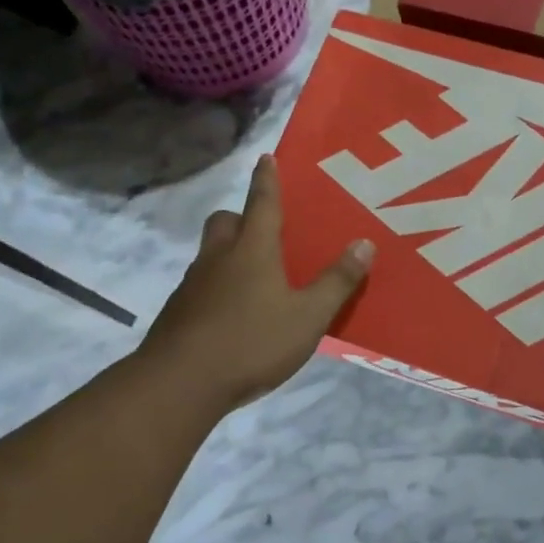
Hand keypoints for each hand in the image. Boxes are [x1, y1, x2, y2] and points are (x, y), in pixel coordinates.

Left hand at [140, 155, 373, 409]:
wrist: (178, 384)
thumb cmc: (251, 342)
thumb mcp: (308, 316)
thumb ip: (337, 281)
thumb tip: (364, 243)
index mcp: (253, 250)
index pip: (262, 203)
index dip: (267, 180)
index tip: (265, 157)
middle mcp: (219, 258)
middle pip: (225, 221)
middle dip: (242, 216)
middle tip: (262, 229)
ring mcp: (193, 285)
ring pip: (210, 253)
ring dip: (229, 253)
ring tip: (254, 276)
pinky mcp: (178, 313)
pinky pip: (201, 285)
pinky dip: (217, 287)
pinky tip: (233, 314)